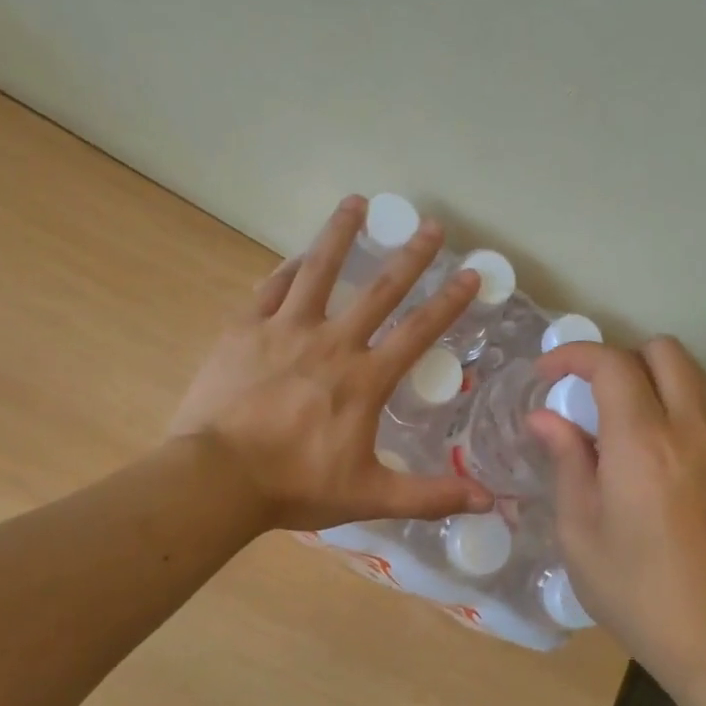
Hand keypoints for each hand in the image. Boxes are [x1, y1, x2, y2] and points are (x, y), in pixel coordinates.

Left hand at [169, 195, 494, 531]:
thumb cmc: (295, 485)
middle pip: (379, 290)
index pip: (418, 331)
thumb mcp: (370, 496)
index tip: (471, 273)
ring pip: (319, 271)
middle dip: (411, 256)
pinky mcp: (245, 329)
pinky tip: (301, 253)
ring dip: (341, 235)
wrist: (217, 479)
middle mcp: (332, 343)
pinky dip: (290, 267)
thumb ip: (430, 496)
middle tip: (432, 226)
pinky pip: (272, 287)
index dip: (449, 301)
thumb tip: (488, 503)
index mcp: (365, 379)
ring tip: (356, 203)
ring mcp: (285, 330)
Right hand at [527, 337, 705, 689]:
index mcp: (641, 442)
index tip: (546, 374)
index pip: (612, 364)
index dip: (573, 355)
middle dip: (619, 355)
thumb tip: (545, 418)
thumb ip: (566, 461)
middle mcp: (688, 429)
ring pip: (690, 373)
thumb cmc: (635, 590)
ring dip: (650, 374)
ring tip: (614, 417)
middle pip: (664, 350)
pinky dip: (672, 400)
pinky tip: (646, 447)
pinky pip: (703, 405)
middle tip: (587, 392)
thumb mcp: (579, 531)